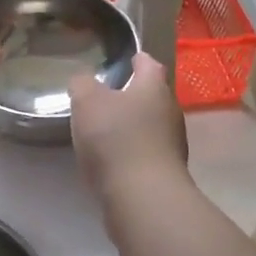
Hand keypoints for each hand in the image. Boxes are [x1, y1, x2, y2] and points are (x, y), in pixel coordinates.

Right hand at [69, 53, 187, 199]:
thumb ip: (83, 84)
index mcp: (154, 87)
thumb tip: (84, 79)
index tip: (127, 59)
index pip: (149, 64)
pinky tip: (114, 160)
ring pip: (152, 125)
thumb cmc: (116, 138)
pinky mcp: (166, 171)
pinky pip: (148, 152)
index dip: (137, 59)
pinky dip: (133, 151)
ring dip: (133, 125)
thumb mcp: (87, 102)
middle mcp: (170, 111)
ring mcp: (172, 144)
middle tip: (108, 97)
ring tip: (107, 130)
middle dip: (134, 95)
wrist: (143, 196)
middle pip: (153, 96)